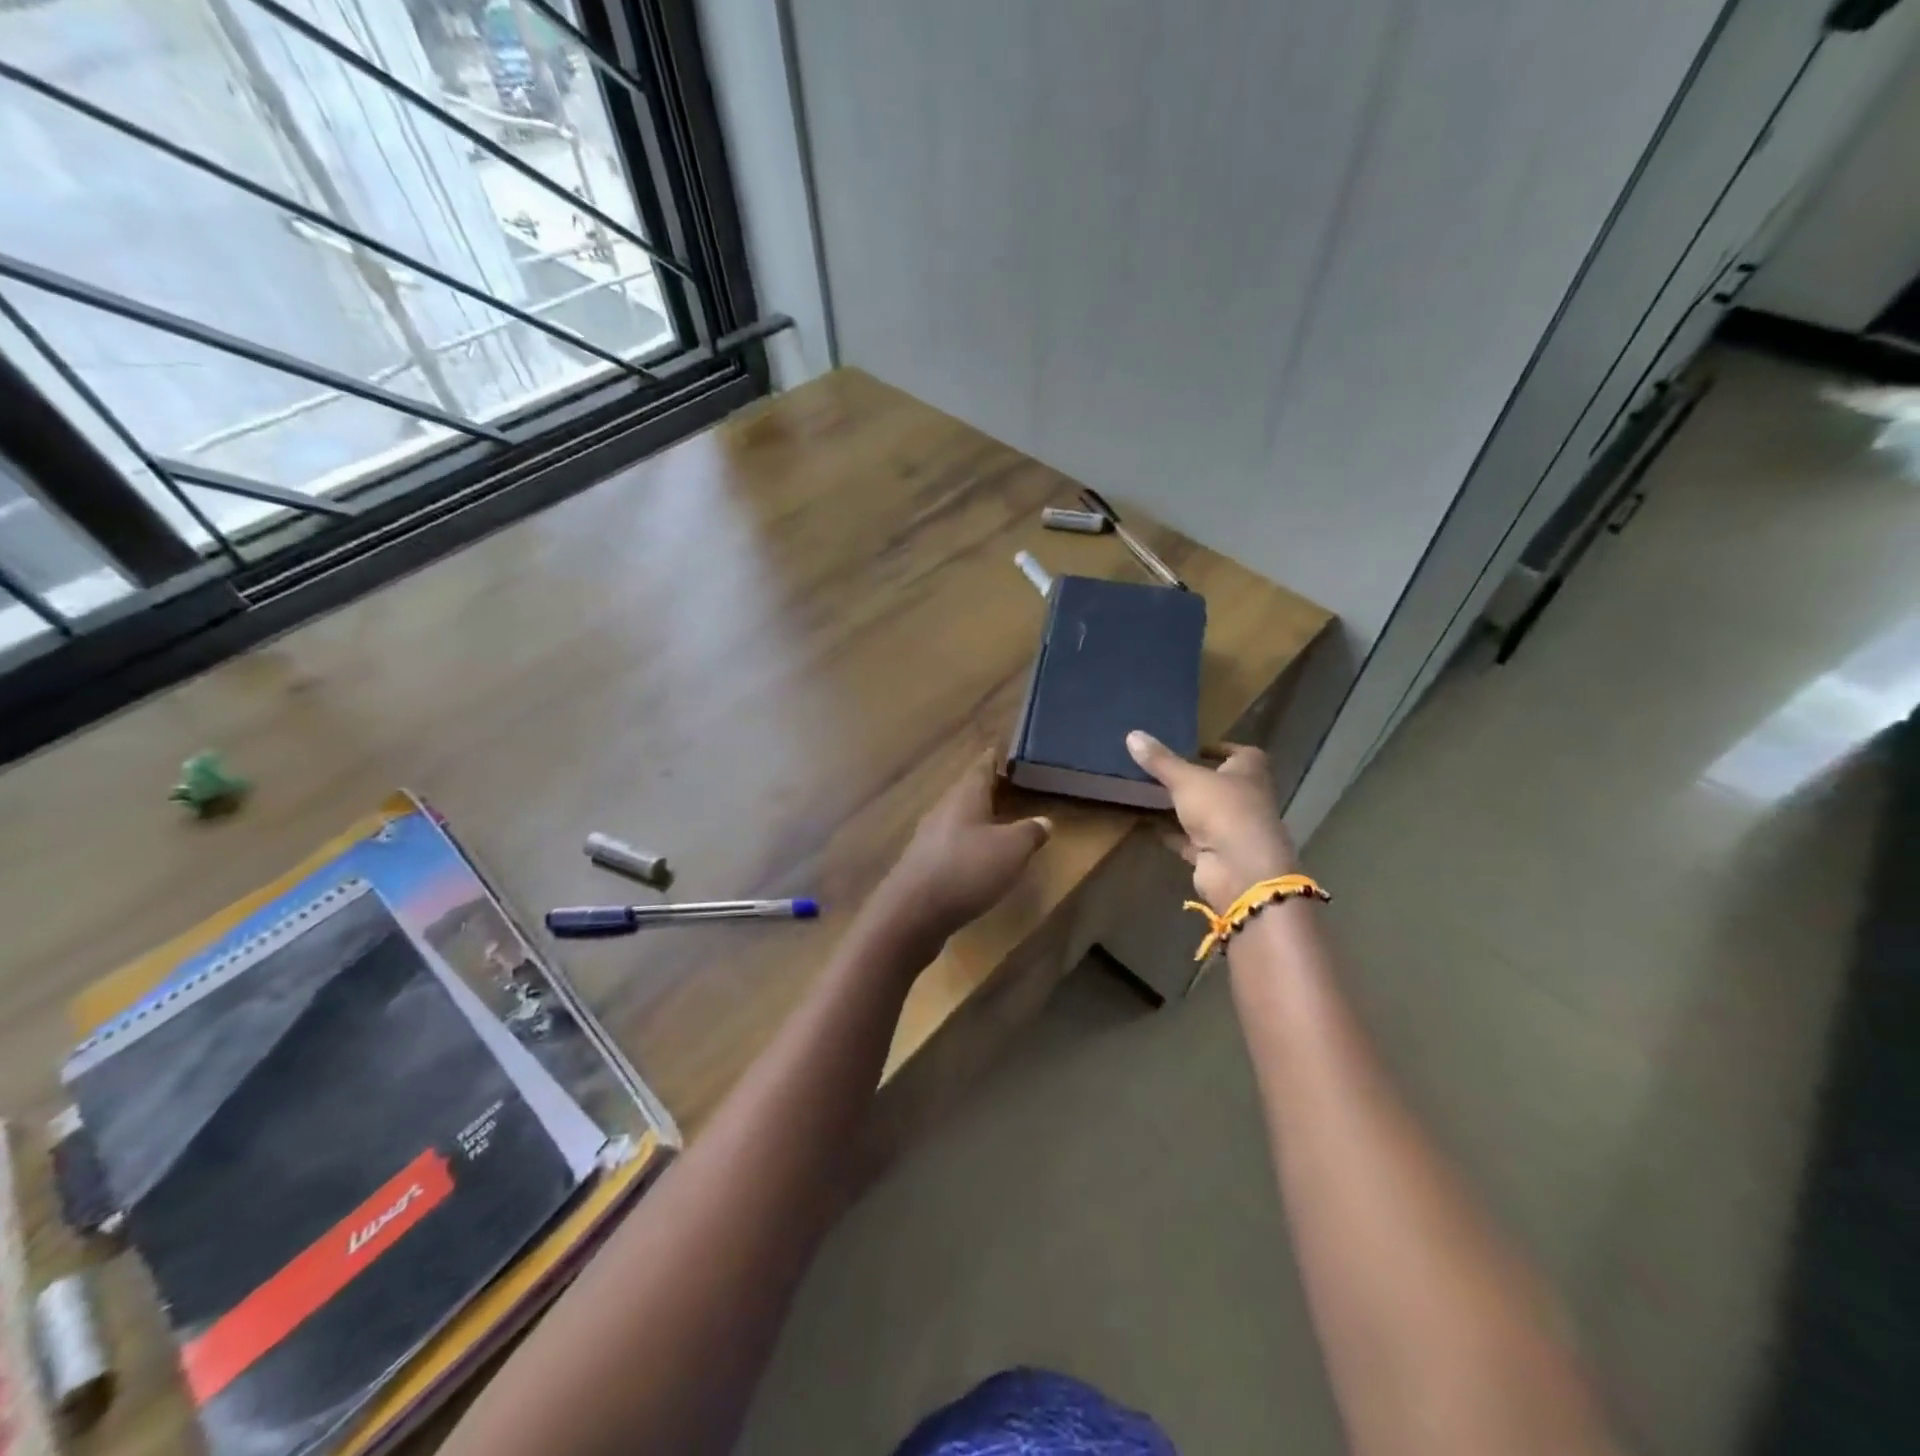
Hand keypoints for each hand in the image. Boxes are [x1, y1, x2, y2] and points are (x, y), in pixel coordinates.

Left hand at [869, 755, 1051, 950]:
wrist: (912, 914)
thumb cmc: (966, 869)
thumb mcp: (1012, 849)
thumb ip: (1030, 831)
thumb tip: (1044, 821)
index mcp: (965, 795)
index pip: (983, 765)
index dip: (998, 759)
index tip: (1012, 754)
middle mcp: (944, 809)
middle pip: (970, 791)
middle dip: (992, 790)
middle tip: (1016, 790)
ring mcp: (929, 837)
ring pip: (959, 819)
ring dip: (980, 820)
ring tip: (1003, 824)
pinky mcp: (923, 864)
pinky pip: (951, 844)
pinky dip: (969, 845)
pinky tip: (979, 859)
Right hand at [1127, 731, 1298, 909]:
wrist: (1240, 870)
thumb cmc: (1223, 810)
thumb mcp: (1186, 779)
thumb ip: (1160, 760)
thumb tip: (1132, 734)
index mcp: (1250, 773)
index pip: (1243, 754)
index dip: (1222, 749)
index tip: (1195, 748)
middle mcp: (1246, 799)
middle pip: (1221, 784)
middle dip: (1196, 779)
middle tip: (1162, 769)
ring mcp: (1232, 829)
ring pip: (1204, 813)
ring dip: (1182, 807)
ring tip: (1150, 793)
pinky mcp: (1216, 854)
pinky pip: (1190, 840)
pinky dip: (1173, 833)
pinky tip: (1149, 824)